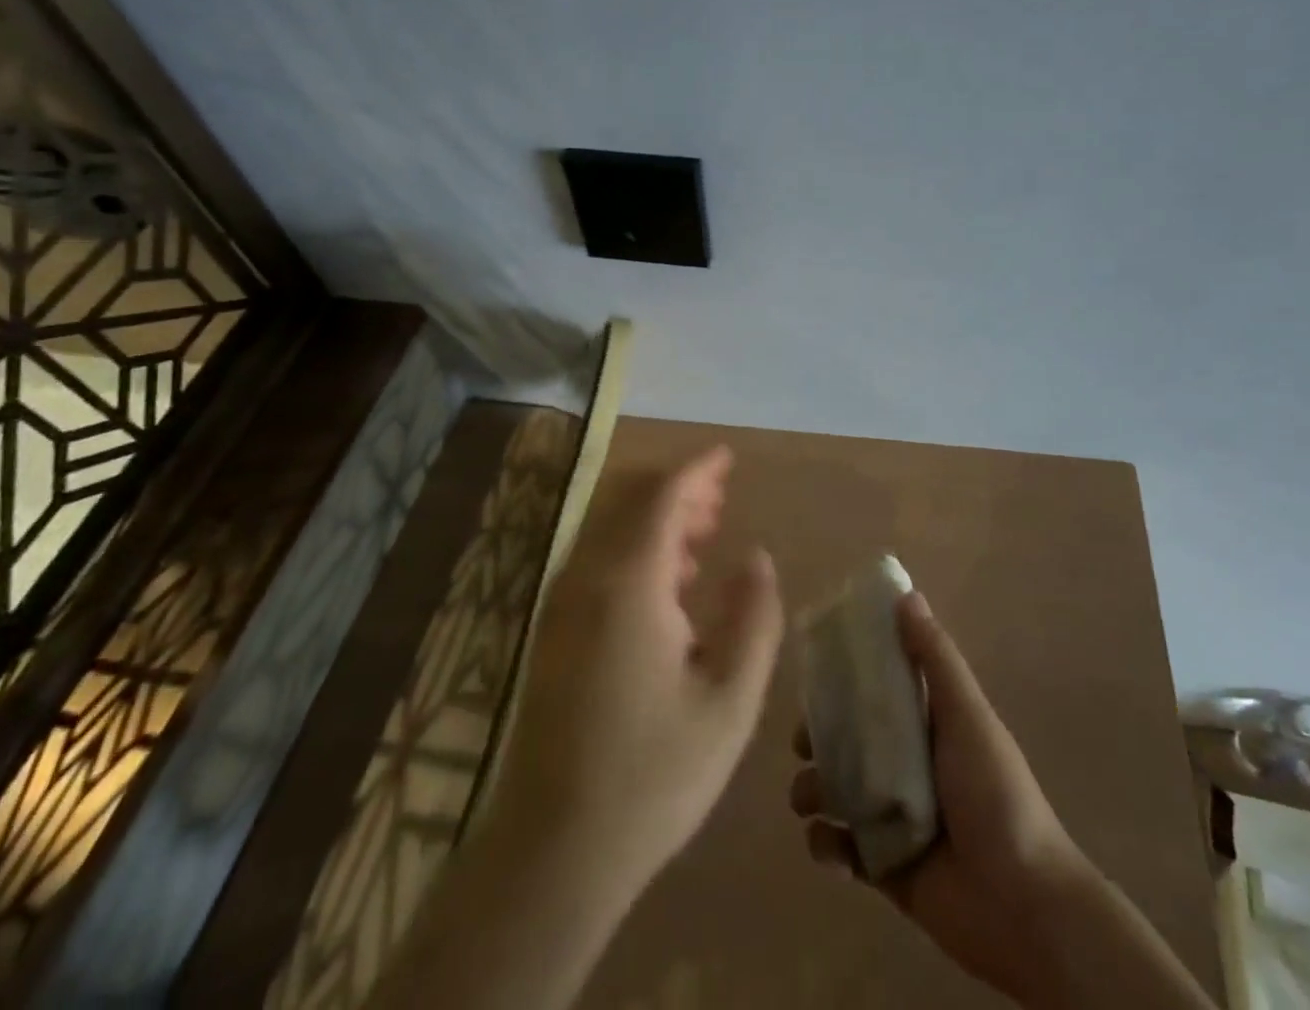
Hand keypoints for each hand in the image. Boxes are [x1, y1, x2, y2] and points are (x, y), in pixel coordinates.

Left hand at [488, 445, 783, 903]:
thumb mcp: (730, 701)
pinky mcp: (553, 628)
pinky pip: (596, 558)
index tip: (729, 456)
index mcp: (630, 583)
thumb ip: (754, 618)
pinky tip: (668, 581)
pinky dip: (634, 545)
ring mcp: (561, 602)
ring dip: (656, 515)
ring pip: (610, 526)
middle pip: (630, 498)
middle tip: (722, 497)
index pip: (663, 494)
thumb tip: (757, 557)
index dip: (699, 468)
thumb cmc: (653, 776)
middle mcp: (587, 577)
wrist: (552, 852)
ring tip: (704, 534)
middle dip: (678, 487)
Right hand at [790, 590, 1089, 1005]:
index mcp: (923, 725)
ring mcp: (890, 817)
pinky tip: (831, 846)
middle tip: (804, 744)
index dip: (840, 680)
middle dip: (816, 739)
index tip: (811, 673)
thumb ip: (935, 658)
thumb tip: (906, 594)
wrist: (1023, 907)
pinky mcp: (882, 867)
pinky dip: (825, 845)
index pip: (872, 690)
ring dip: (812, 791)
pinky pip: (838, 849)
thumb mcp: (967, 716)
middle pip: (844, 740)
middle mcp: (903, 765)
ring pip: (833, 791)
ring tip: (811, 800)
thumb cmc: (995, 795)